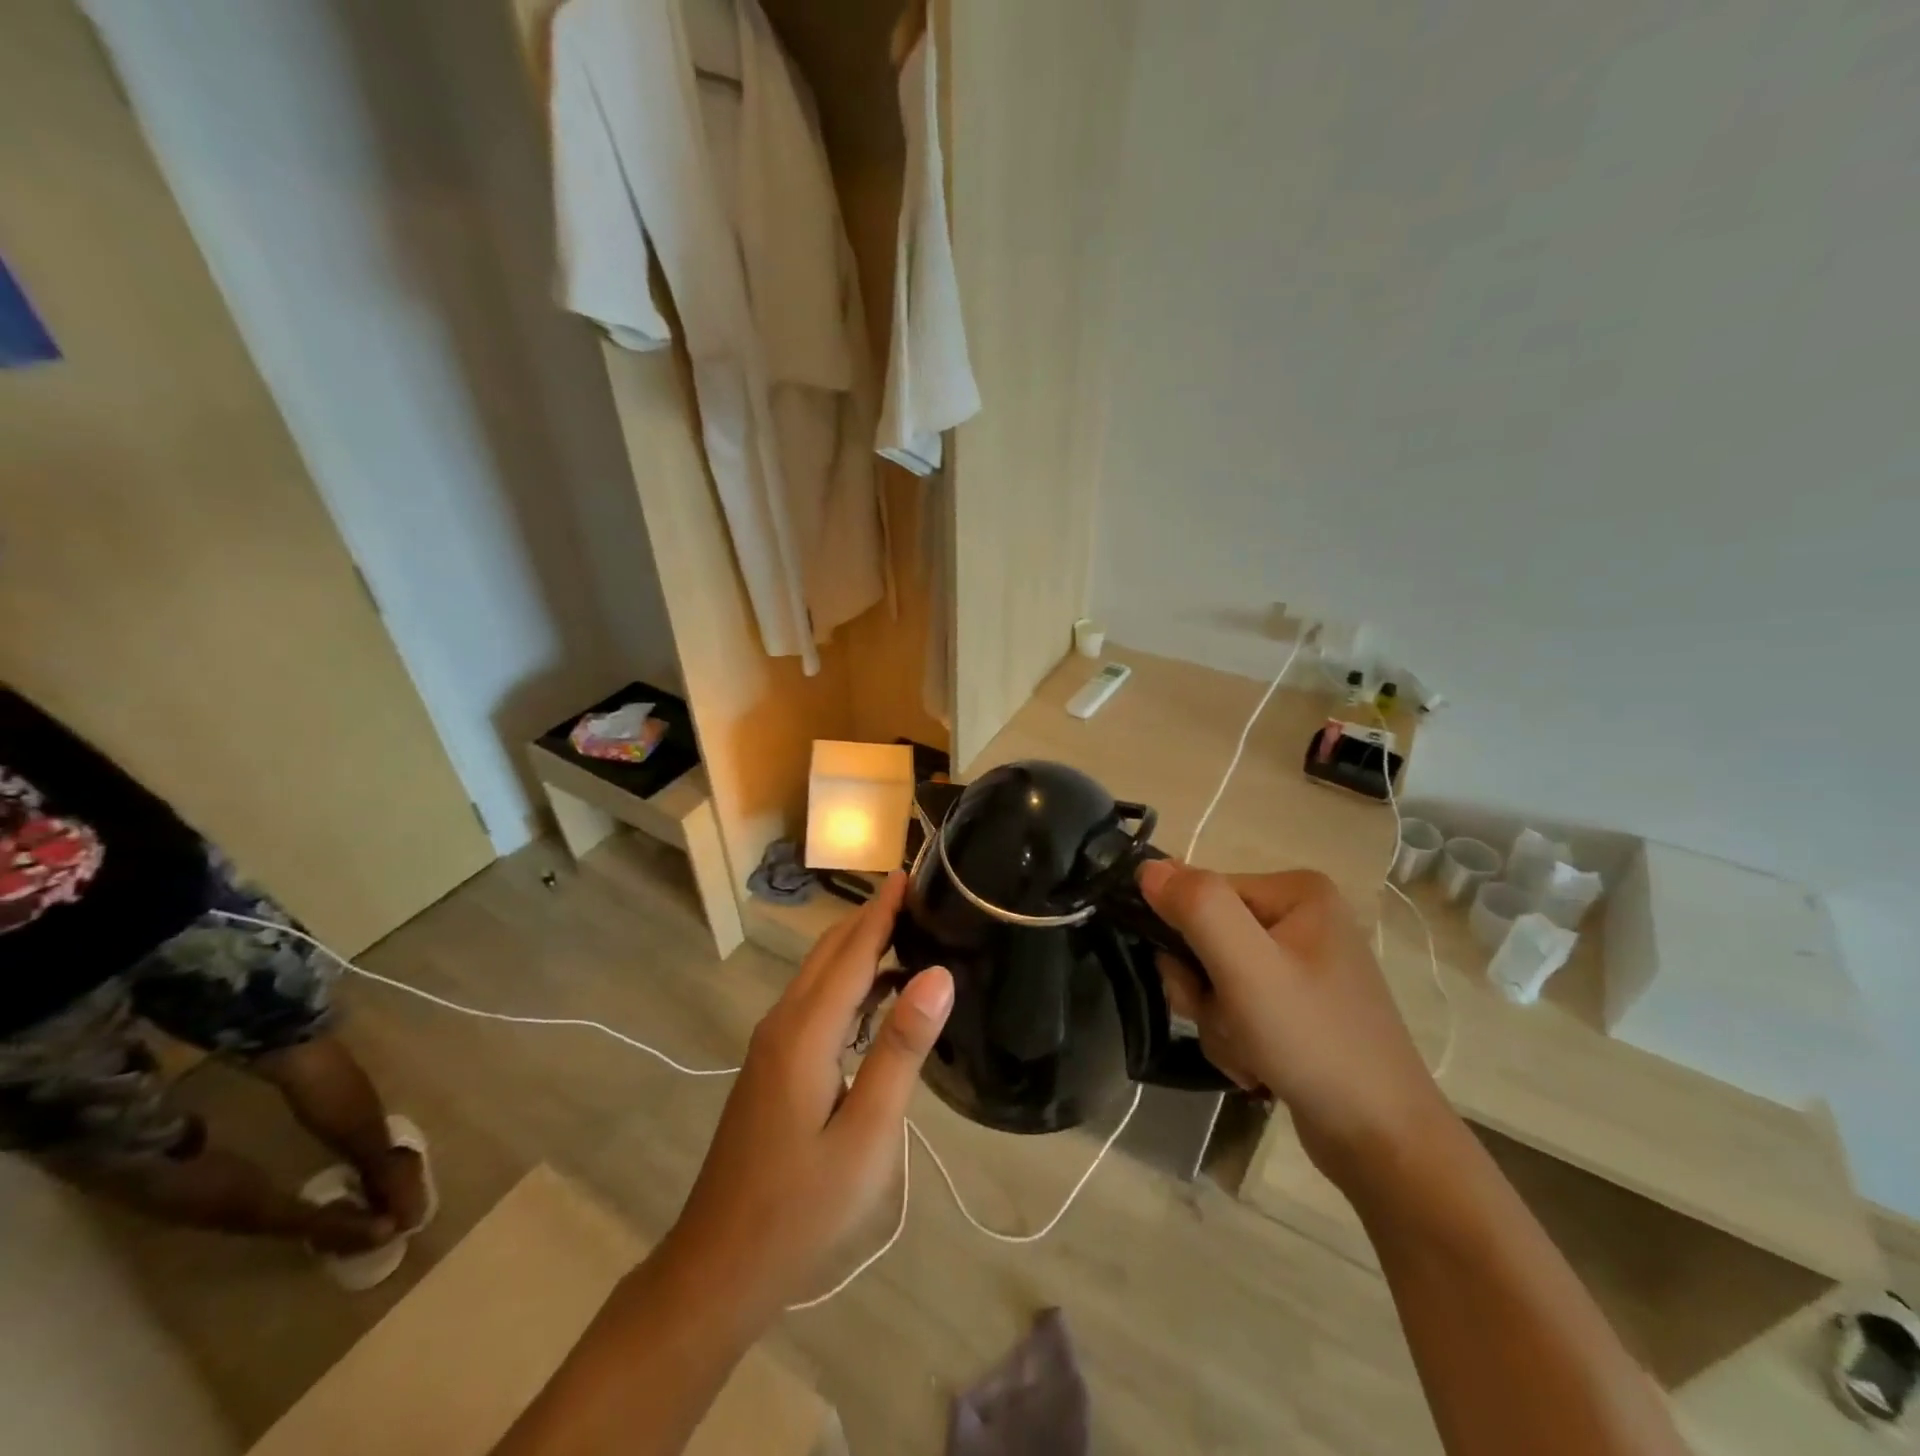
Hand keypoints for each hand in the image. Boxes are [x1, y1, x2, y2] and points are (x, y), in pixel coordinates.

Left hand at [662, 873, 952, 1314]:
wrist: (719, 1268)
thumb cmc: (801, 1208)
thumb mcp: (867, 1134)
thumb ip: (900, 1049)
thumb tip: (937, 974)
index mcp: (805, 1032)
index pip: (852, 951)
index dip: (883, 909)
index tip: (912, 871)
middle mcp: (783, 1024)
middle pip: (830, 953)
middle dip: (871, 917)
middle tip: (921, 895)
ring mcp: (772, 1045)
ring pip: (819, 976)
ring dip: (859, 947)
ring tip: (909, 932)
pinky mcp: (772, 1067)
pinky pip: (815, 1003)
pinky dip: (849, 982)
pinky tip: (879, 996)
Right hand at [1138, 861, 1452, 1187]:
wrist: (1384, 1144)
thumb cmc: (1315, 1043)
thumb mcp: (1247, 968)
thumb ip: (1196, 908)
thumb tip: (1146, 867)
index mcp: (1296, 891)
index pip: (1202, 896)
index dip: (1185, 943)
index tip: (1199, 990)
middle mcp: (1301, 917)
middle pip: (1207, 937)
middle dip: (1204, 991)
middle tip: (1230, 1025)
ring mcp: (1301, 963)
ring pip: (1216, 977)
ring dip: (1217, 1020)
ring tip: (1250, 1054)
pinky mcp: (1298, 1003)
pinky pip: (1238, 1005)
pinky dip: (1235, 1038)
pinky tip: (1260, 1066)